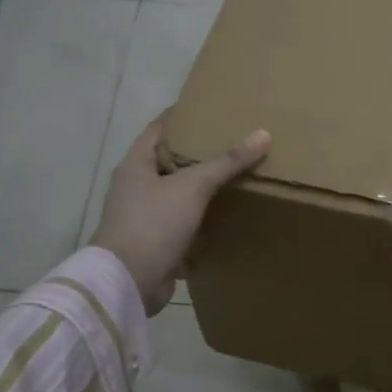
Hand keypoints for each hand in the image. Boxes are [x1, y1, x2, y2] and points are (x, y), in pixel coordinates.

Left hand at [90, 117, 270, 314]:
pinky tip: (225, 221)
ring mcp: (143, 219)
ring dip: (201, 192)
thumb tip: (263, 134)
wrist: (128, 283)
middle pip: (169, 163)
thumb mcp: (193, 186)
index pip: (159, 128)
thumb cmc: (153, 223)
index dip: (182, 116)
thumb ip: (227, 162)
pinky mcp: (154, 246)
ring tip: (235, 179)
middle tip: (233, 142)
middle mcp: (135, 188)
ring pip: (177, 197)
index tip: (210, 108)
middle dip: (198, 155)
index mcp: (135, 165)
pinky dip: (200, 225)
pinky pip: (181, 229)